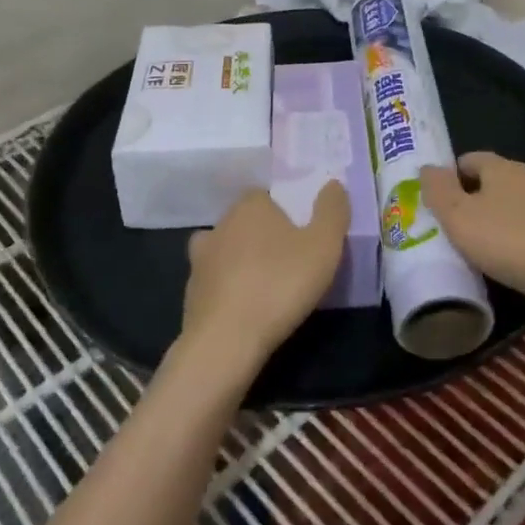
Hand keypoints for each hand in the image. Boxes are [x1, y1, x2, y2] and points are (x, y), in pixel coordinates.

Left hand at [178, 183, 350, 383]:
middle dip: (266, 237)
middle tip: (291, 261)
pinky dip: (229, 289)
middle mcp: (220, 224)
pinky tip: (245, 307)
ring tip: (267, 285)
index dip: (287, 213)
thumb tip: (333, 183)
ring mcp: (200, 259)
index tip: (303, 235)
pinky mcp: (191, 292)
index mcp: (250, 205)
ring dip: (243, 262)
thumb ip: (332, 210)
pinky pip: (216, 282)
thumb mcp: (324, 245)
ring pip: (227, 251)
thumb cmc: (280, 284)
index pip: (268, 196)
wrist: (226, 340)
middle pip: (248, 222)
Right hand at [421, 153, 524, 335]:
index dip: (447, 177)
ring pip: (505, 207)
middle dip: (466, 201)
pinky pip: (522, 229)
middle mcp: (524, 179)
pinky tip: (499, 261)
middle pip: (486, 183)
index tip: (432, 203)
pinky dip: (508, 240)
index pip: (467, 159)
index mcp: (500, 167)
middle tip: (445, 227)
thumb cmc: (508, 240)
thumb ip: (438, 189)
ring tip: (468, 248)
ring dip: (488, 222)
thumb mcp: (459, 216)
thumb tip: (427, 167)